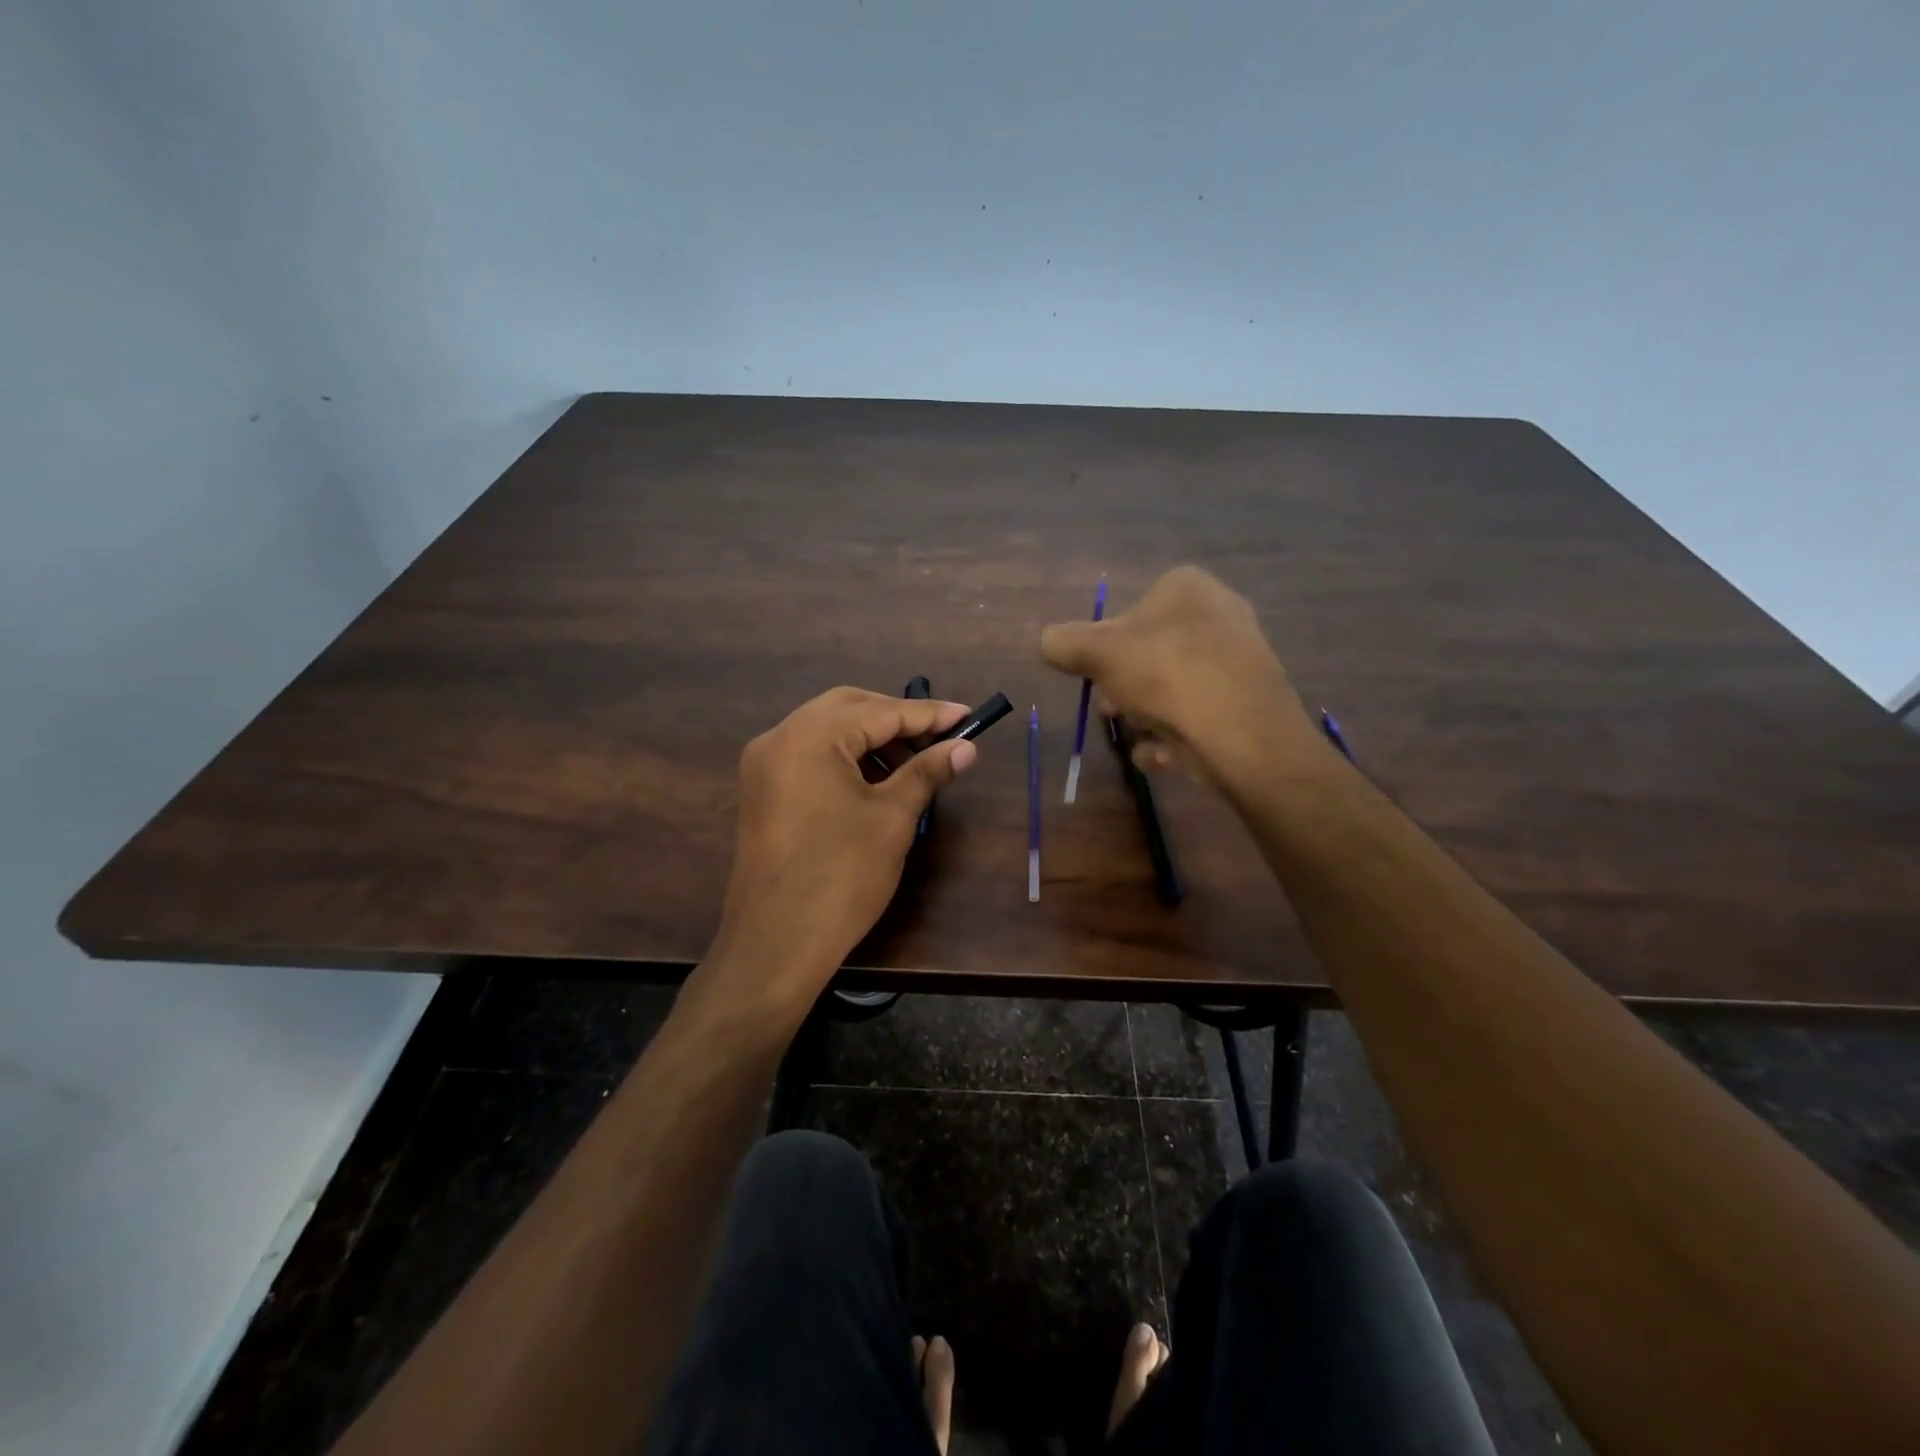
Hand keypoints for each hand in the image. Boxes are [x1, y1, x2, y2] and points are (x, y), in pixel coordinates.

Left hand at [707, 687, 977, 1015]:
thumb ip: (927, 771)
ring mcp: (764, 765)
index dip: (929, 714)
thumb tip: (966, 747)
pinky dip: (845, 758)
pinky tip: (875, 782)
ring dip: (871, 739)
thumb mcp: (892, 817)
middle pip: (848, 708)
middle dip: (896, 719)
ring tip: (913, 765)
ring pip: (826, 730)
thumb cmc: (842, 875)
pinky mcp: (762, 791)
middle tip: (939, 738)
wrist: (776, 943)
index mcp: (810, 736)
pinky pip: (809, 755)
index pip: (880, 711)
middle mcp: (779, 737)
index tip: (968, 716)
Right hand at [1039, 565, 1319, 786]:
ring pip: (1172, 687)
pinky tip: (1166, 755)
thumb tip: (1048, 642)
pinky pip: (1198, 713)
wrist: (1244, 735)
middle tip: (1111, 712)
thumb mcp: (1097, 653)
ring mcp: (1240, 658)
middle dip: (1123, 689)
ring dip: (1146, 717)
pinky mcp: (1251, 701)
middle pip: (1149, 654)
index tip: (1095, 678)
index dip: (1104, 649)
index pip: (1130, 612)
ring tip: (1142, 738)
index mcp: (1187, 587)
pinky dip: (1176, 736)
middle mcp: (1219, 613)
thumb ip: (1063, 642)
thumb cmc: (1167, 676)